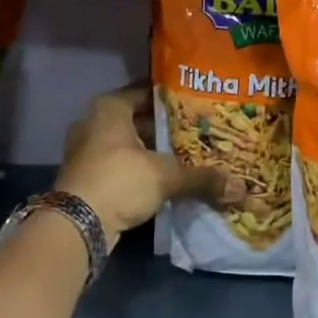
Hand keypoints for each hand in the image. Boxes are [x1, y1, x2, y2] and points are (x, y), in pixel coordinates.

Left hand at [54, 86, 243, 244]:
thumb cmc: (119, 181)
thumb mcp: (165, 176)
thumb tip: (241, 188)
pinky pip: (120, 164)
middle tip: (198, 130)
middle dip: (165, 127)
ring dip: (153, 151)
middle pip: (137, 119)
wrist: (76, 225)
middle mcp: (94, 122)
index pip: (146, 92)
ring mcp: (87, 150)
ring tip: (187, 154)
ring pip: (128, 144)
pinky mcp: (87, 176)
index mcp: (109, 108)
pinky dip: (140, 169)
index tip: (197, 102)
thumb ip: (201, 178)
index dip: (172, 98)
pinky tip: (165, 178)